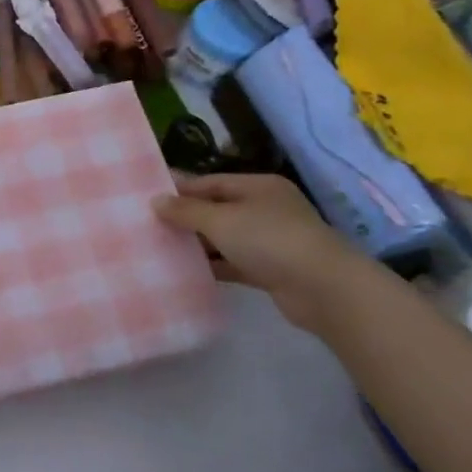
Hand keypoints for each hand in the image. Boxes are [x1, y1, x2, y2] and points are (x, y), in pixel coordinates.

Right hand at [152, 172, 376, 331]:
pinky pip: (234, 263)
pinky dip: (214, 266)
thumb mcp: (221, 220)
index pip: (211, 182)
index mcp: (258, 187)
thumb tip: (155, 201)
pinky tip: (186, 271)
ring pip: (224, 238)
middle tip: (149, 225)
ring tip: (160, 248)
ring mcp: (271, 241)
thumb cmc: (270, 240)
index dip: (180, 190)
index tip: (148, 199)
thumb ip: (186, 211)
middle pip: (217, 209)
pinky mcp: (271, 270)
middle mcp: (266, 209)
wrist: (324, 290)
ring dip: (198, 244)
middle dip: (186, 218)